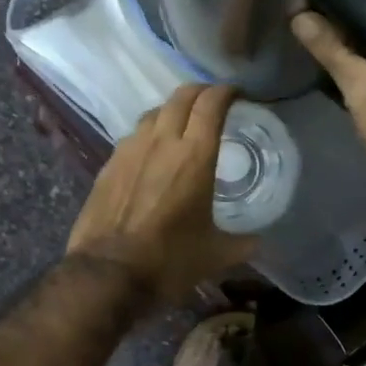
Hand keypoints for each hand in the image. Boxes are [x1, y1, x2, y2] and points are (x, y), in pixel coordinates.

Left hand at [67, 83, 259, 302]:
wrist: (107, 274)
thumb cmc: (169, 261)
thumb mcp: (215, 255)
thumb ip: (242, 243)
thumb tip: (258, 241)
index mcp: (194, 156)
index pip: (211, 104)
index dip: (226, 91)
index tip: (237, 94)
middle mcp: (161, 142)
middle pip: (181, 97)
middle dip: (200, 91)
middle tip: (212, 101)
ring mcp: (129, 150)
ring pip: (153, 113)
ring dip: (171, 111)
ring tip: (181, 125)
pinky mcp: (108, 165)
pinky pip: (133, 137)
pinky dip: (148, 135)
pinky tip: (151, 153)